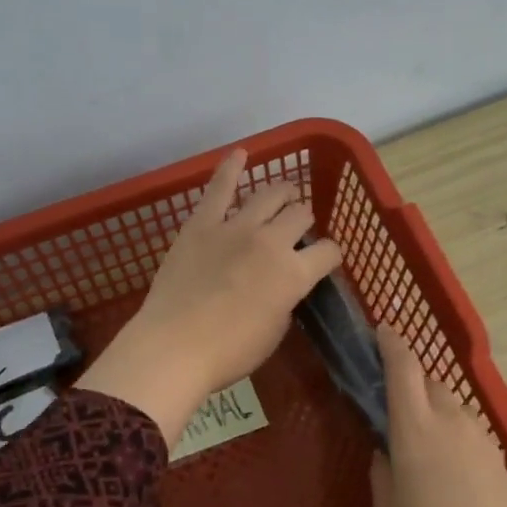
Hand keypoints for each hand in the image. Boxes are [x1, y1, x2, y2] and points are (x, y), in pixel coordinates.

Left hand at [80, 149, 343, 445]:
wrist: (174, 347)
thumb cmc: (229, 352)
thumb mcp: (274, 332)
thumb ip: (285, 301)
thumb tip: (282, 287)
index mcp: (295, 274)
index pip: (328, 252)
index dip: (331, 254)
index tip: (326, 259)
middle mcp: (271, 241)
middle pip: (301, 215)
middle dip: (305, 220)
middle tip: (299, 228)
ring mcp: (235, 227)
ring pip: (269, 195)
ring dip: (283, 193)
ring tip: (285, 194)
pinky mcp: (201, 224)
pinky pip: (220, 187)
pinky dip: (231, 166)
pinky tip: (241, 153)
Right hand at [368, 325, 506, 506]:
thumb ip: (382, 471)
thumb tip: (387, 451)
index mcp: (415, 429)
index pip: (403, 369)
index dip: (392, 344)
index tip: (383, 329)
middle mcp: (451, 422)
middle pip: (431, 382)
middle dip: (412, 381)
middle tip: (395, 405)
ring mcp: (481, 438)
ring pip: (454, 406)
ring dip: (436, 409)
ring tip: (423, 443)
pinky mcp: (500, 458)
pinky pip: (471, 431)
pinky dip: (455, 434)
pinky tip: (450, 470)